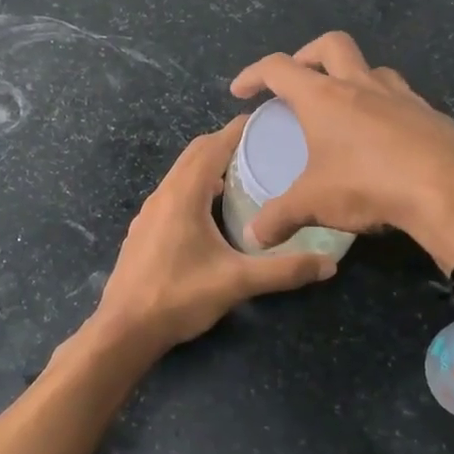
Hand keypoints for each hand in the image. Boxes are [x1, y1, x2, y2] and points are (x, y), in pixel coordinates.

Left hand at [89, 117, 335, 360]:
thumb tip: (329, 264)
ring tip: (243, 176)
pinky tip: (212, 212)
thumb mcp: (237, 282)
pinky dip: (195, 187)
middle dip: (226, 144)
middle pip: (195, 154)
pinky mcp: (144, 230)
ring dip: (209, 167)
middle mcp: (163, 194)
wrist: (124, 330)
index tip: (267, 123)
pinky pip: (173, 193)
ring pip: (181, 174)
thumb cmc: (179, 296)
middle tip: (262, 148)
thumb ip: (284, 270)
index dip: (238, 130)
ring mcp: (149, 212)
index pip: (212, 146)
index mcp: (183, 194)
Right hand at [230, 31, 453, 271]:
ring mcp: (401, 96)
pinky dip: (385, 108)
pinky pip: (401, 99)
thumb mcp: (314, 204)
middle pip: (330, 45)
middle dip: (307, 55)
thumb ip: (280, 217)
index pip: (278, 68)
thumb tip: (254, 238)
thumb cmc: (369, 184)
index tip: (240, 91)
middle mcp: (361, 85)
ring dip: (352, 78)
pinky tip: (384, 140)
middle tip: (297, 82)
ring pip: (371, 68)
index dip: (254, 74)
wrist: (450, 189)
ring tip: (344, 109)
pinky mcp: (431, 114)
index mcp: (324, 96)